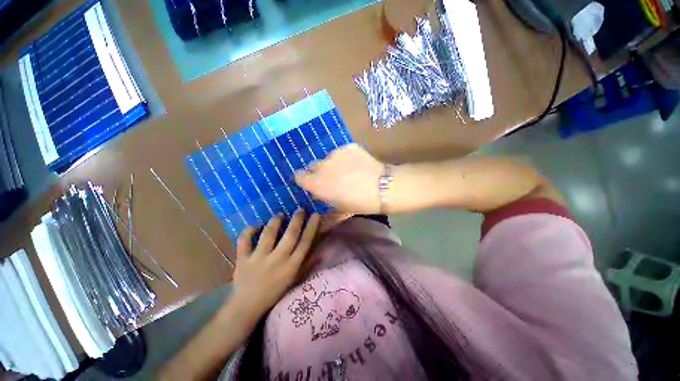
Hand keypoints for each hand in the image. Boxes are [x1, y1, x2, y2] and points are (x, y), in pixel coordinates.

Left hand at [232, 209, 320, 322]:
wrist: (247, 307)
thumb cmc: (275, 292)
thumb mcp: (295, 280)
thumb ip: (307, 265)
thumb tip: (322, 251)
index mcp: (291, 266)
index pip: (305, 242)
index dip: (312, 227)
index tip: (316, 214)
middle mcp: (277, 260)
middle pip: (290, 234)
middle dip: (297, 219)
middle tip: (300, 209)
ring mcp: (259, 259)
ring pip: (269, 234)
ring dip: (275, 221)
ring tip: (280, 215)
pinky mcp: (243, 259)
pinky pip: (244, 240)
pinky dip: (249, 230)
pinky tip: (256, 226)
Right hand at [295, 143, 383, 213]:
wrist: (382, 187)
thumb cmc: (359, 203)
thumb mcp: (338, 207)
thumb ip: (323, 198)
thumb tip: (317, 193)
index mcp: (317, 183)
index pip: (298, 175)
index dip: (304, 179)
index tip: (311, 182)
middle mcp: (322, 166)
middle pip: (313, 165)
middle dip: (319, 172)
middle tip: (333, 178)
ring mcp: (335, 154)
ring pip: (328, 158)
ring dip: (334, 164)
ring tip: (349, 171)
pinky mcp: (348, 146)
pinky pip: (342, 152)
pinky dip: (346, 158)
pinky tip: (358, 165)